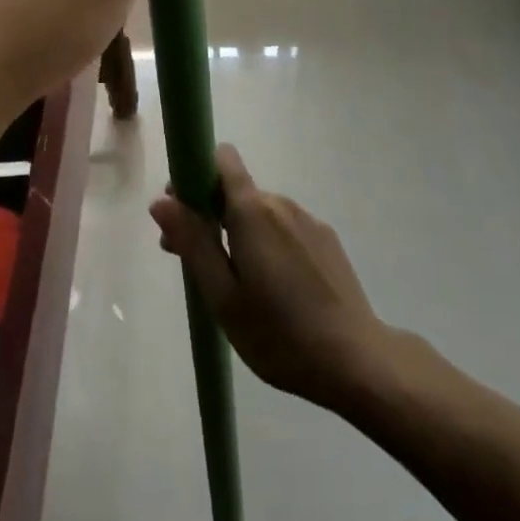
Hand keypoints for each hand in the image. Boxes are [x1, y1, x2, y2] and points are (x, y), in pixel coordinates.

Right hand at [151, 145, 389, 410]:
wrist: (357, 361)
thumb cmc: (280, 334)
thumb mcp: (223, 296)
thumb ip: (193, 243)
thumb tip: (161, 200)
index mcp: (252, 211)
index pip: (222, 159)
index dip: (196, 174)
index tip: (183, 210)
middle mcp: (280, 203)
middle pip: (236, 190)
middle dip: (210, 214)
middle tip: (196, 263)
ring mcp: (308, 220)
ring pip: (260, 212)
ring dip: (239, 232)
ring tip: (236, 284)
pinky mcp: (326, 240)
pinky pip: (285, 228)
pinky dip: (268, 244)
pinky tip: (274, 289)